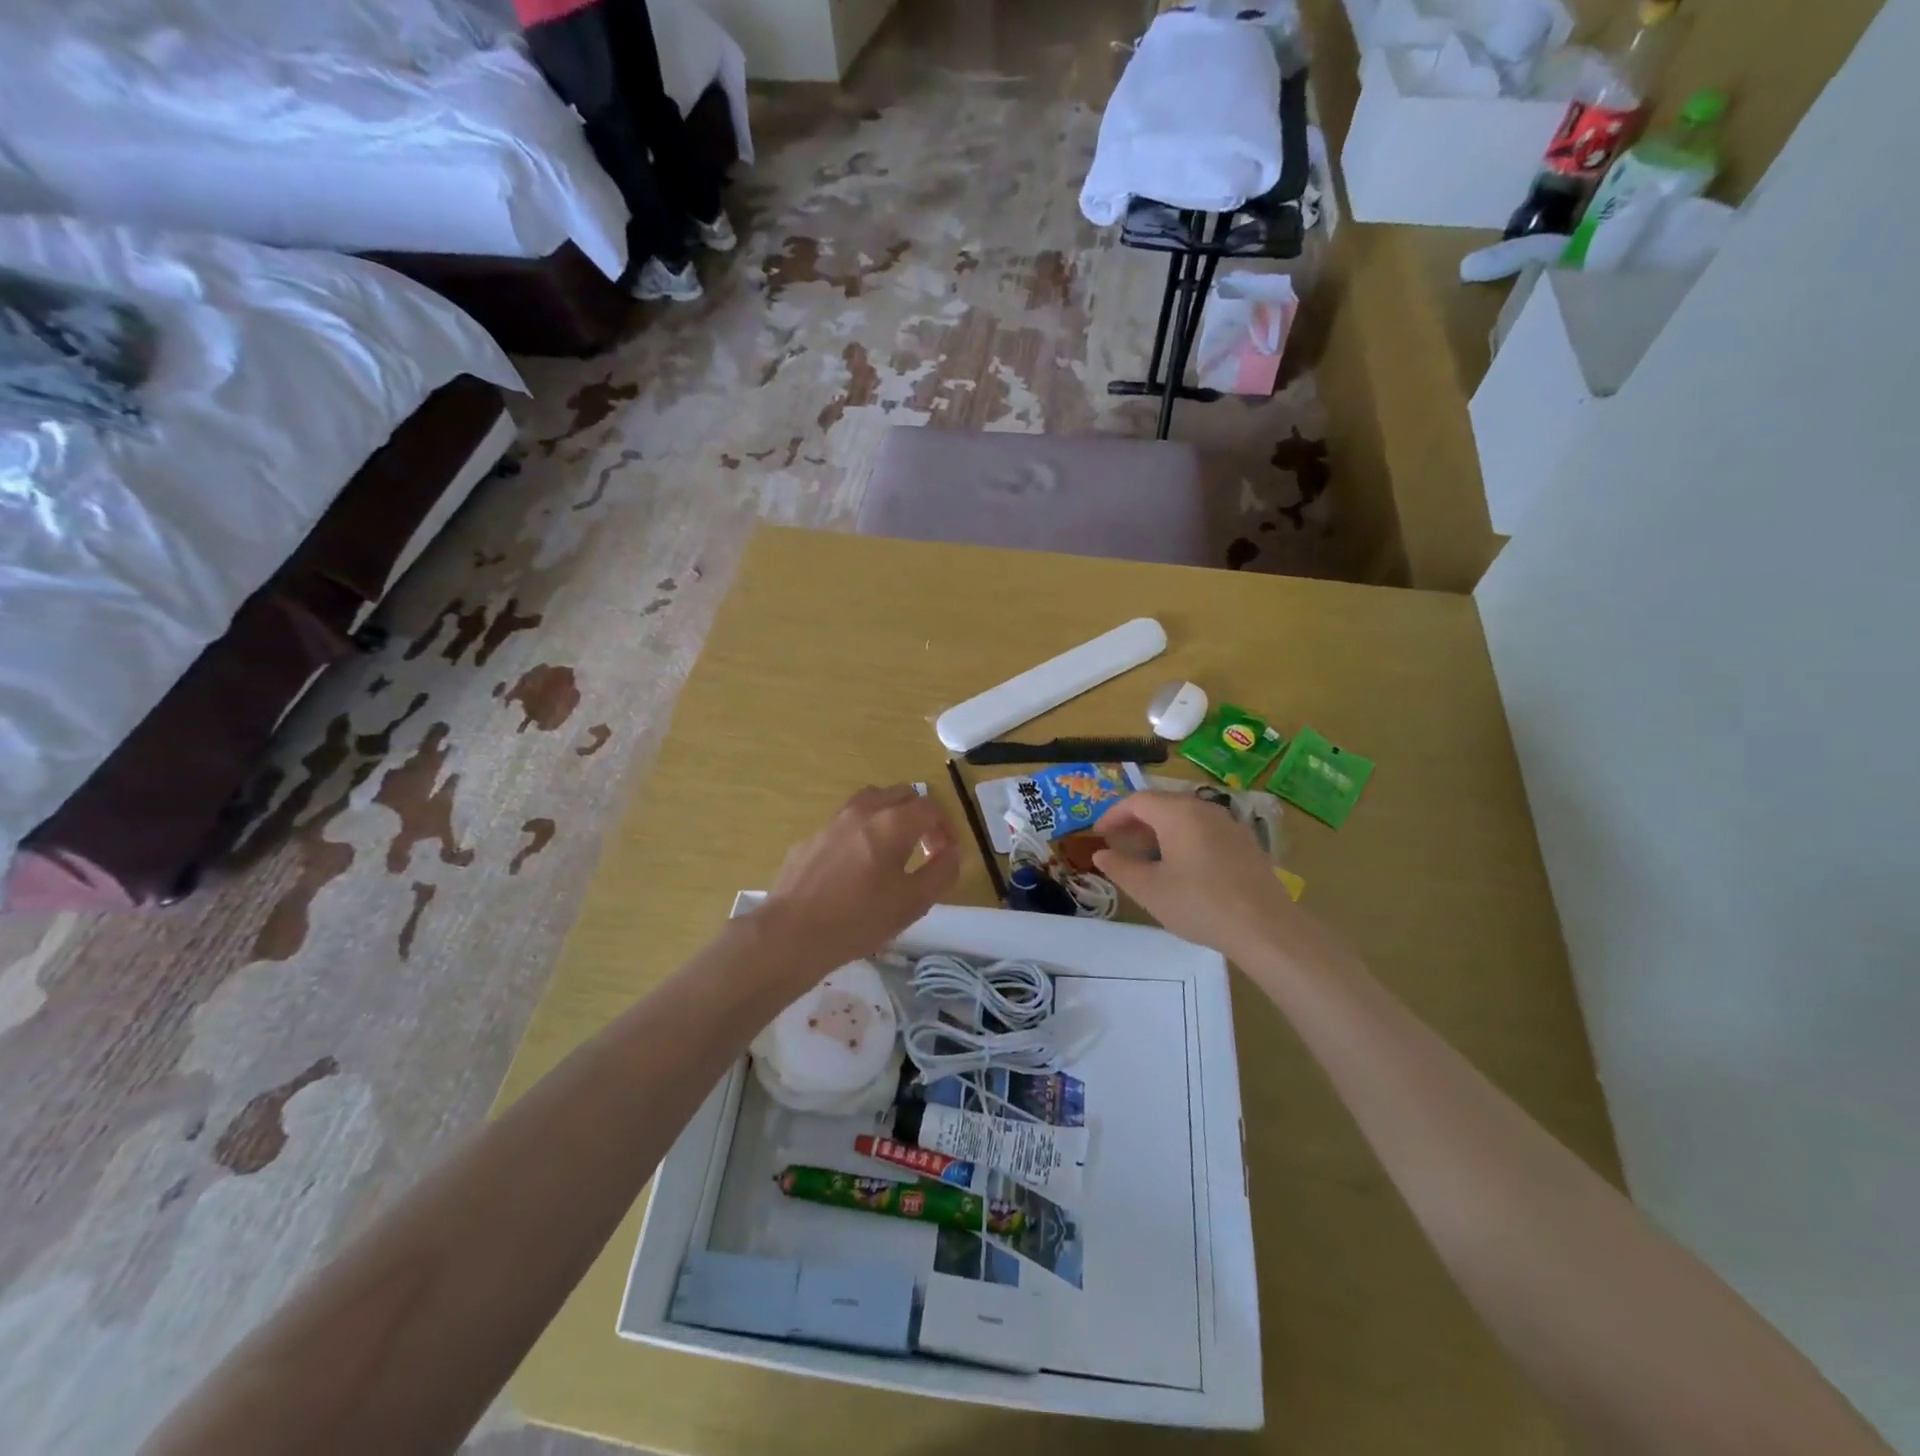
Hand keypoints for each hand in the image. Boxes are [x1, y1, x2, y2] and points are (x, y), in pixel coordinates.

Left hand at [759, 785, 959, 973]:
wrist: (792, 934)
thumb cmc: (859, 918)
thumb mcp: (914, 902)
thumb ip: (941, 872)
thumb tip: (953, 852)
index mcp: (892, 822)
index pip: (930, 808)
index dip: (946, 827)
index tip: (947, 854)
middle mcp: (863, 811)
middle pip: (900, 794)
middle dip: (920, 815)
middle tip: (925, 847)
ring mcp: (832, 822)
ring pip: (870, 802)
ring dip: (889, 816)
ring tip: (893, 849)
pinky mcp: (810, 839)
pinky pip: (845, 824)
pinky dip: (861, 833)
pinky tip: (856, 868)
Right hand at [1094, 791, 1329, 966]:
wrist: (1266, 927)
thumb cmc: (1199, 904)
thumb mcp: (1149, 890)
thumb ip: (1120, 868)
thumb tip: (1101, 854)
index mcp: (1178, 813)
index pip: (1136, 801)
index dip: (1113, 815)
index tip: (1098, 835)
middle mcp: (1204, 808)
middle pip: (1162, 804)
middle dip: (1136, 822)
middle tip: (1119, 846)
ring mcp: (1228, 823)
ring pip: (1184, 816)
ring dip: (1159, 831)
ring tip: (1147, 858)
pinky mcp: (1244, 842)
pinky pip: (1204, 829)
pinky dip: (1183, 838)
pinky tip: (1182, 867)